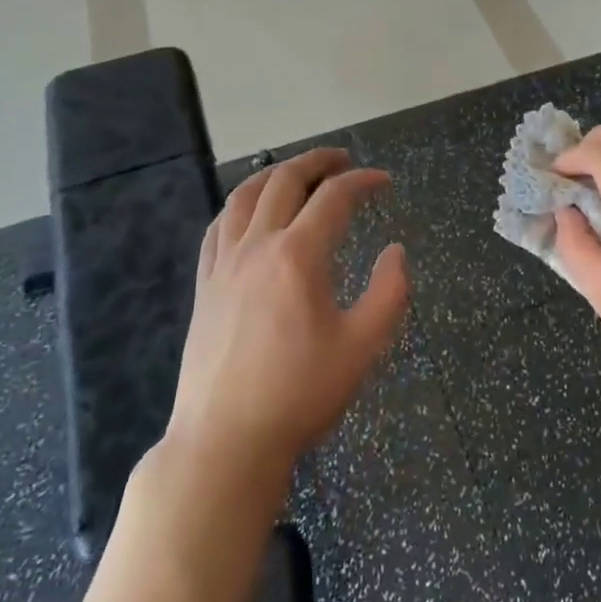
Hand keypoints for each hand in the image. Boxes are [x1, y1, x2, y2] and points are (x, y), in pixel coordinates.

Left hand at [165, 149, 409, 477]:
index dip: (363, 181)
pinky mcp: (204, 286)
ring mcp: (223, 265)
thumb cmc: (300, 393)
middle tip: (343, 159)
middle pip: (285, 181)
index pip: (334, 197)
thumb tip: (396, 251)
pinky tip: (249, 212)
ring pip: (244, 196)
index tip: (385, 182)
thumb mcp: (364, 346)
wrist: (226, 442)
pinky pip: (219, 227)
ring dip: (275, 174)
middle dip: (318, 161)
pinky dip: (239, 205)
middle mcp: (257, 247)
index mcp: (298, 256)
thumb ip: (390, 292)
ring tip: (297, 172)